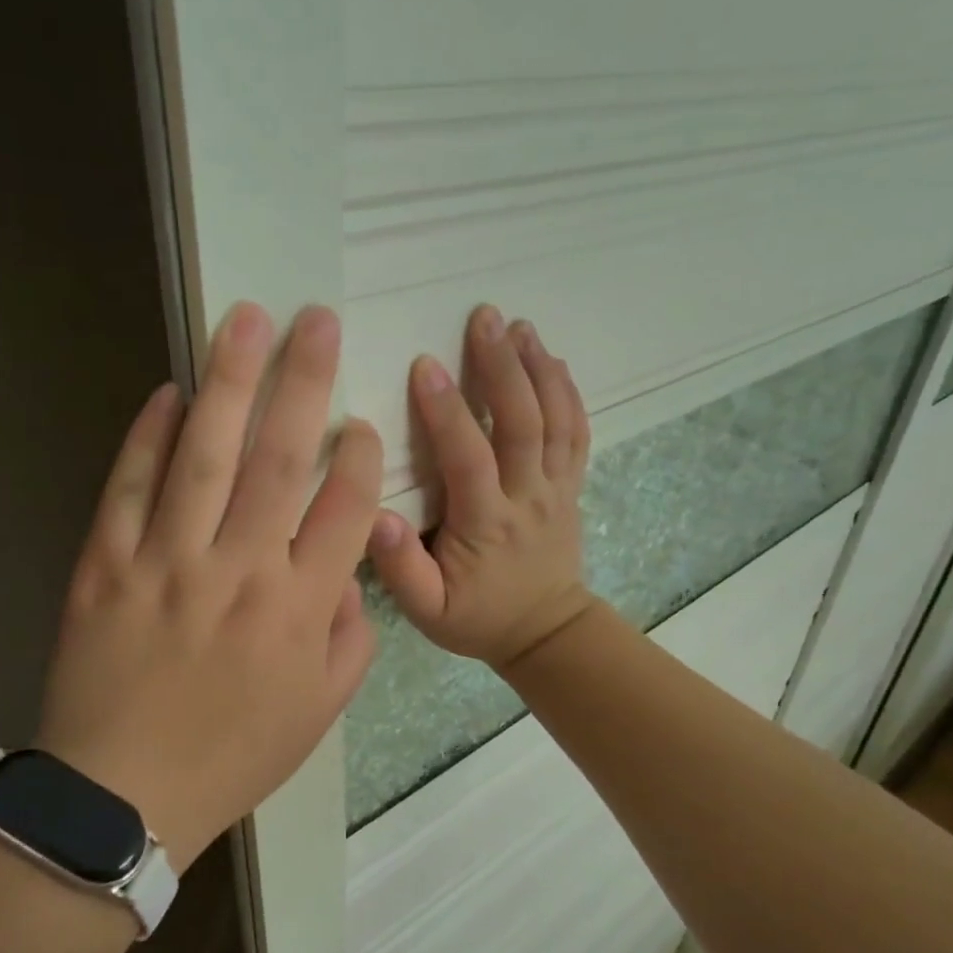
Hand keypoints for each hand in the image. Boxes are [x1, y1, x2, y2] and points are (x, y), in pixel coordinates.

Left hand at [36, 303, 381, 867]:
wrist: (122, 797)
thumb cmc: (233, 754)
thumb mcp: (320, 711)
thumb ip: (351, 637)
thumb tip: (348, 571)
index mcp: (299, 608)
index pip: (344, 509)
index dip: (359, 455)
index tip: (360, 420)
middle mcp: (240, 570)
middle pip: (279, 459)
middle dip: (304, 382)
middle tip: (317, 320)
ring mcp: (167, 561)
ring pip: (205, 455)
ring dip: (228, 382)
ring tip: (245, 321)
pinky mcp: (106, 564)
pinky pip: (130, 486)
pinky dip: (150, 435)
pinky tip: (170, 392)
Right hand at [370, 305, 596, 670]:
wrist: (546, 633)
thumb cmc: (477, 618)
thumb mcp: (428, 611)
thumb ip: (401, 568)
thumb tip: (375, 517)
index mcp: (487, 524)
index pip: (469, 458)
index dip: (447, 411)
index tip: (424, 365)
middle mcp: (527, 497)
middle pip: (522, 423)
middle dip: (503, 367)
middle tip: (484, 318)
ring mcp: (556, 488)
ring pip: (555, 420)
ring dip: (538, 368)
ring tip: (519, 325)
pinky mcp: (570, 486)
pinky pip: (576, 433)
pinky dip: (568, 393)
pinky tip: (553, 361)